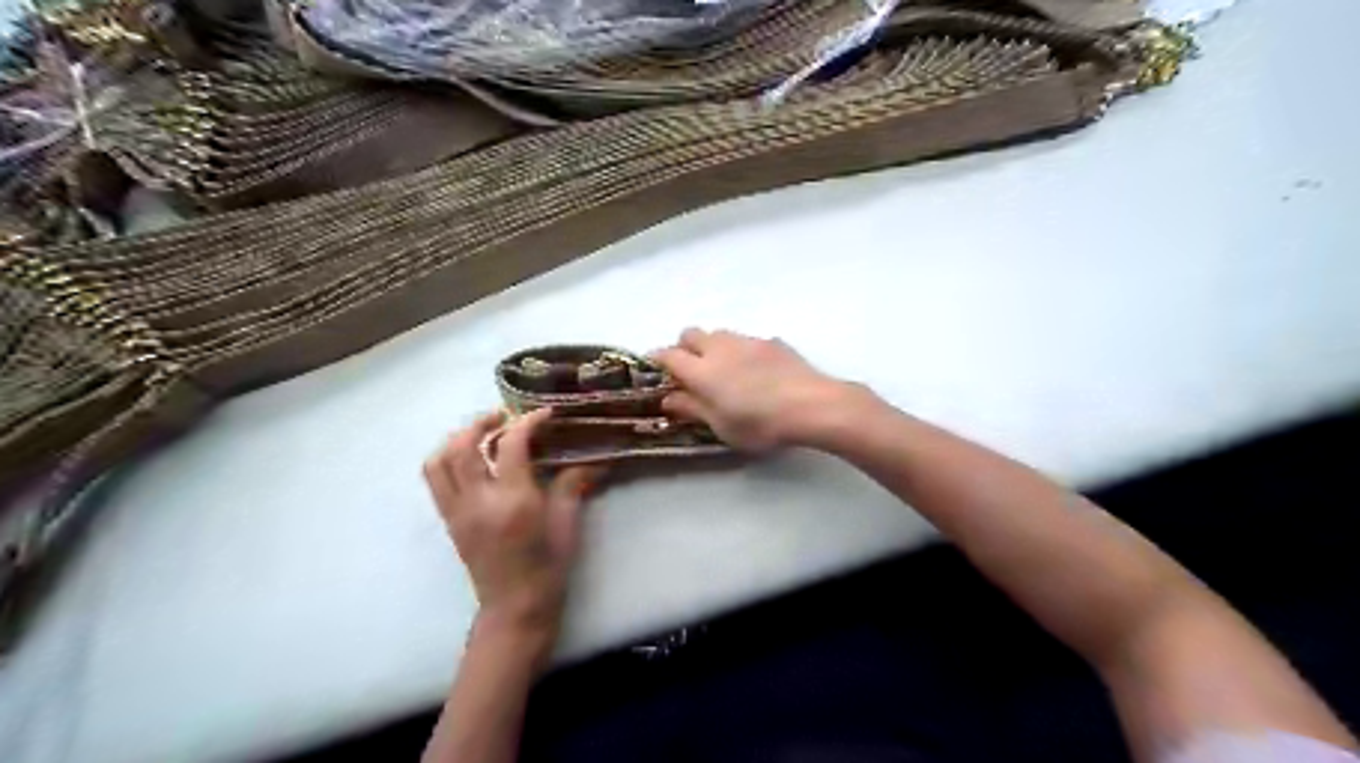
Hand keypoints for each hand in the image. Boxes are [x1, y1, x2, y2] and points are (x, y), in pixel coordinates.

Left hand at [421, 409, 600, 641]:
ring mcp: (458, 511)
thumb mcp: (567, 524)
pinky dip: (446, 458)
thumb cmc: (548, 566)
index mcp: (514, 501)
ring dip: (458, 437)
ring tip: (481, 433)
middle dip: (483, 421)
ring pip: (440, 460)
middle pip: (464, 445)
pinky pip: (435, 479)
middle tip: (505, 416)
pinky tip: (468, 458)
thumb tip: (591, 460)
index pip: (511, 445)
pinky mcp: (449, 520)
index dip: (527, 422)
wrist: (515, 607)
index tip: (544, 414)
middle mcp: (479, 501)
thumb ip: (571, 485)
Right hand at [652, 329, 851, 451]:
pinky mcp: (772, 342)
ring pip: (719, 334)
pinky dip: (741, 351)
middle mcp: (720, 347)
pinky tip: (755, 372)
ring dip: (712, 347)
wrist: (811, 404)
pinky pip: (746, 340)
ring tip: (724, 371)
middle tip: (690, 371)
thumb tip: (668, 398)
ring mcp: (747, 341)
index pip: (668, 355)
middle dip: (684, 347)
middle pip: (690, 334)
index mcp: (701, 370)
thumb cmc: (759, 423)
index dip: (658, 360)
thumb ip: (692, 408)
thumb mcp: (720, 426)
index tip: (656, 370)